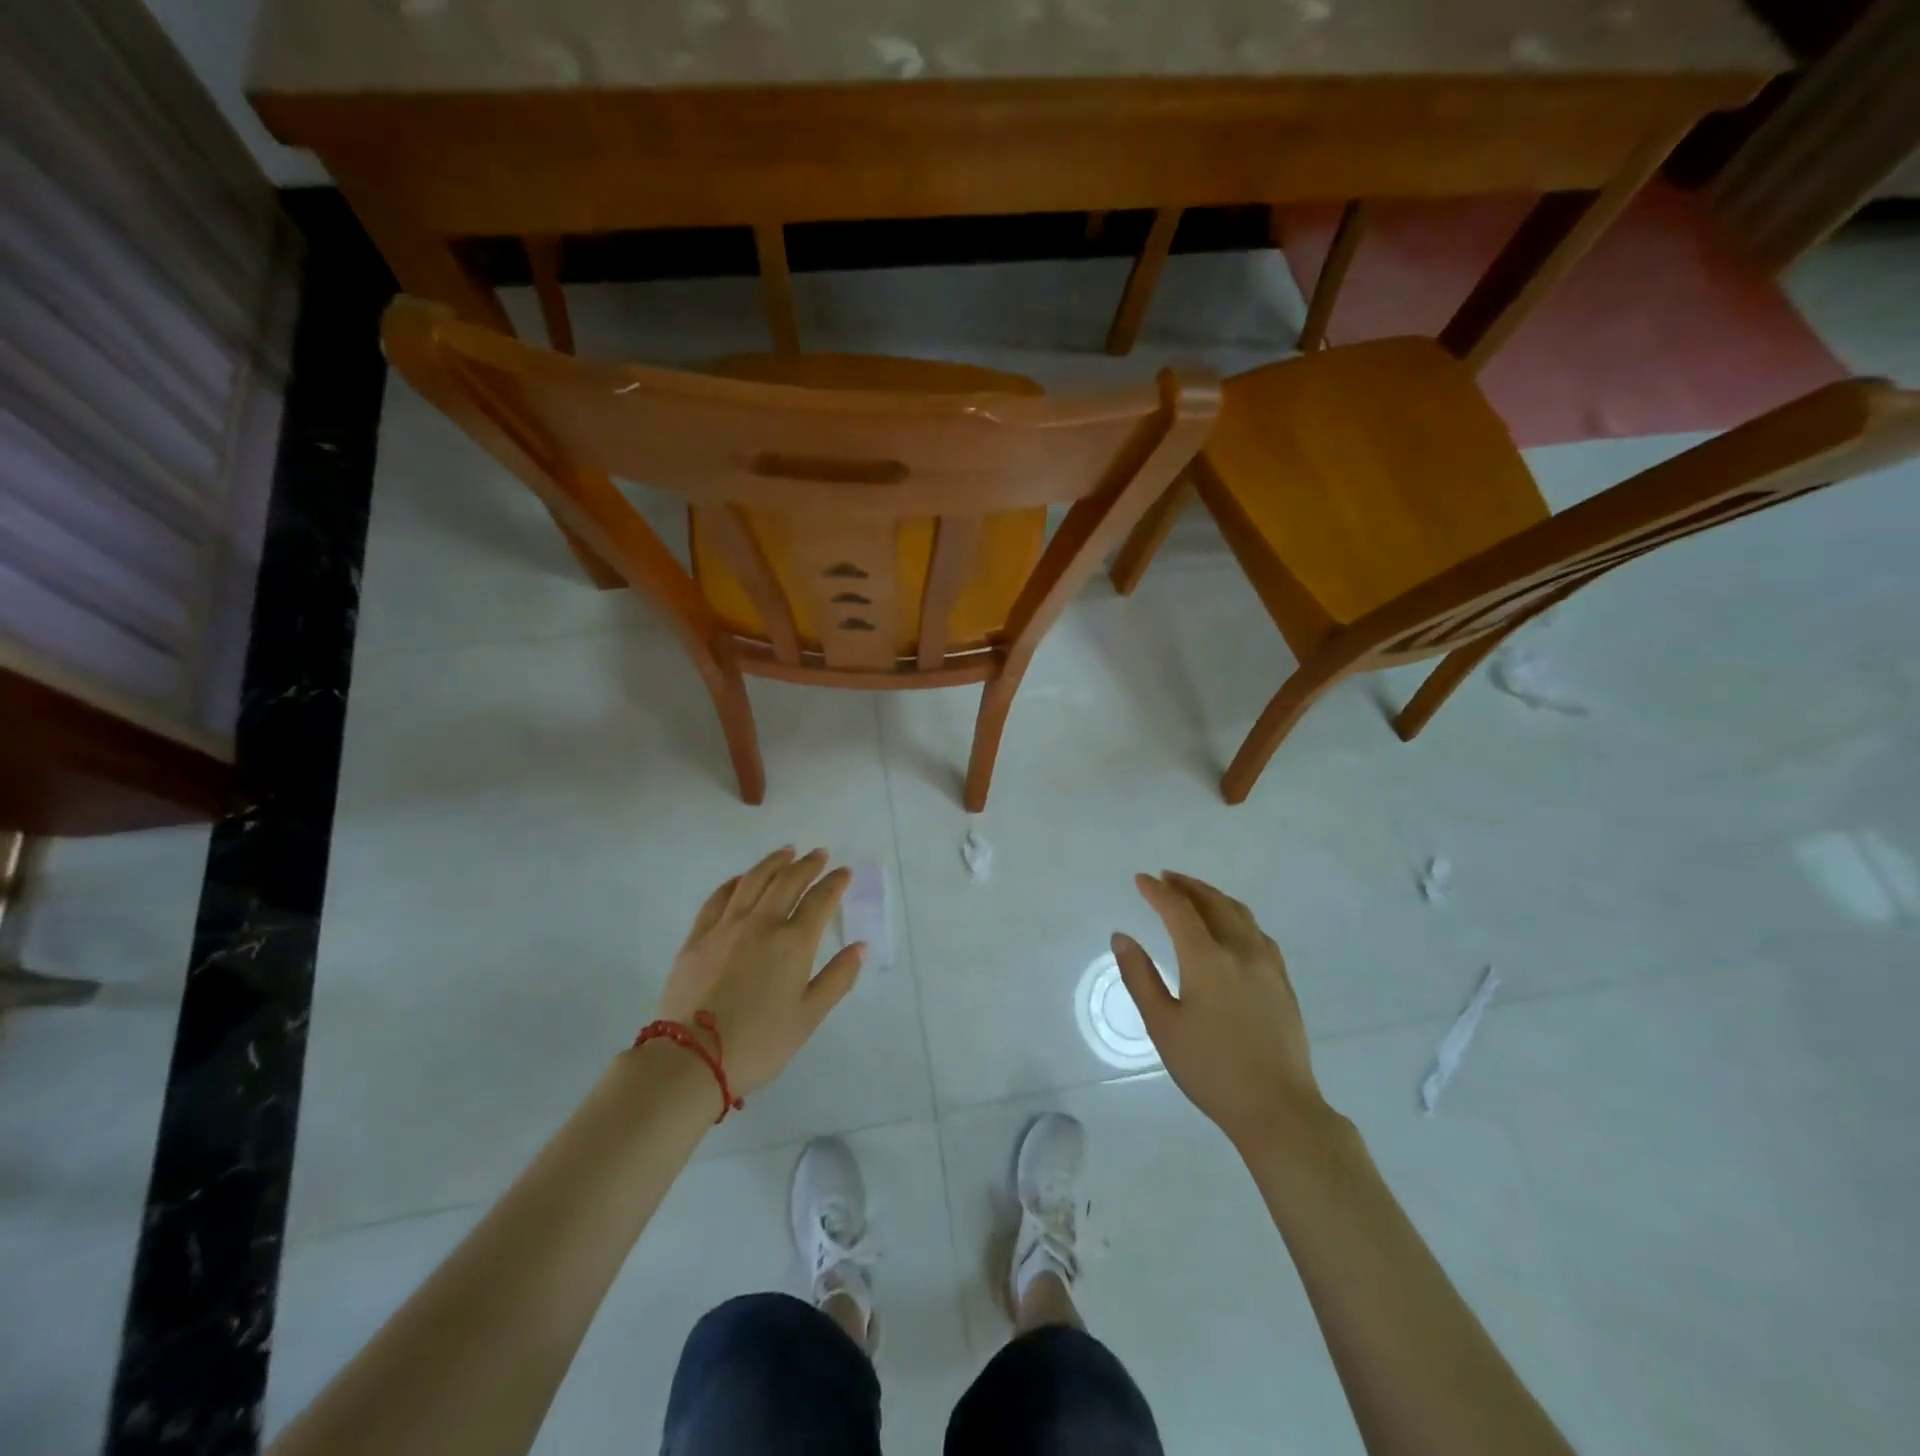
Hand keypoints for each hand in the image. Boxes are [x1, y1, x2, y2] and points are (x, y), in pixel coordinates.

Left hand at [653, 847, 863, 1097]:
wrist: (692, 1059)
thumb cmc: (759, 1043)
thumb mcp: (809, 1017)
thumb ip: (837, 978)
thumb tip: (859, 947)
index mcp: (793, 943)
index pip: (820, 900)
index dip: (835, 883)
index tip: (844, 872)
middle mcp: (761, 924)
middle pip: (787, 882)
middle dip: (807, 865)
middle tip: (819, 854)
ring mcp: (726, 927)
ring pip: (752, 881)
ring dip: (773, 863)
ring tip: (786, 852)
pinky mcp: (698, 937)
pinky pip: (719, 898)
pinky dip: (735, 882)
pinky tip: (742, 878)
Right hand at [1112, 871, 1326, 1150]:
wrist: (1277, 1108)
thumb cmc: (1210, 1069)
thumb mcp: (1162, 1025)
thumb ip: (1139, 977)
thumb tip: (1121, 937)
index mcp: (1207, 959)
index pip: (1179, 910)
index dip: (1158, 891)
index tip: (1141, 880)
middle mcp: (1240, 951)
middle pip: (1213, 903)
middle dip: (1187, 886)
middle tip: (1166, 878)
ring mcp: (1267, 965)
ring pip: (1240, 914)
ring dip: (1214, 897)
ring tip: (1195, 894)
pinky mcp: (1283, 982)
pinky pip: (1258, 933)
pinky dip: (1237, 917)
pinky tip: (1233, 928)